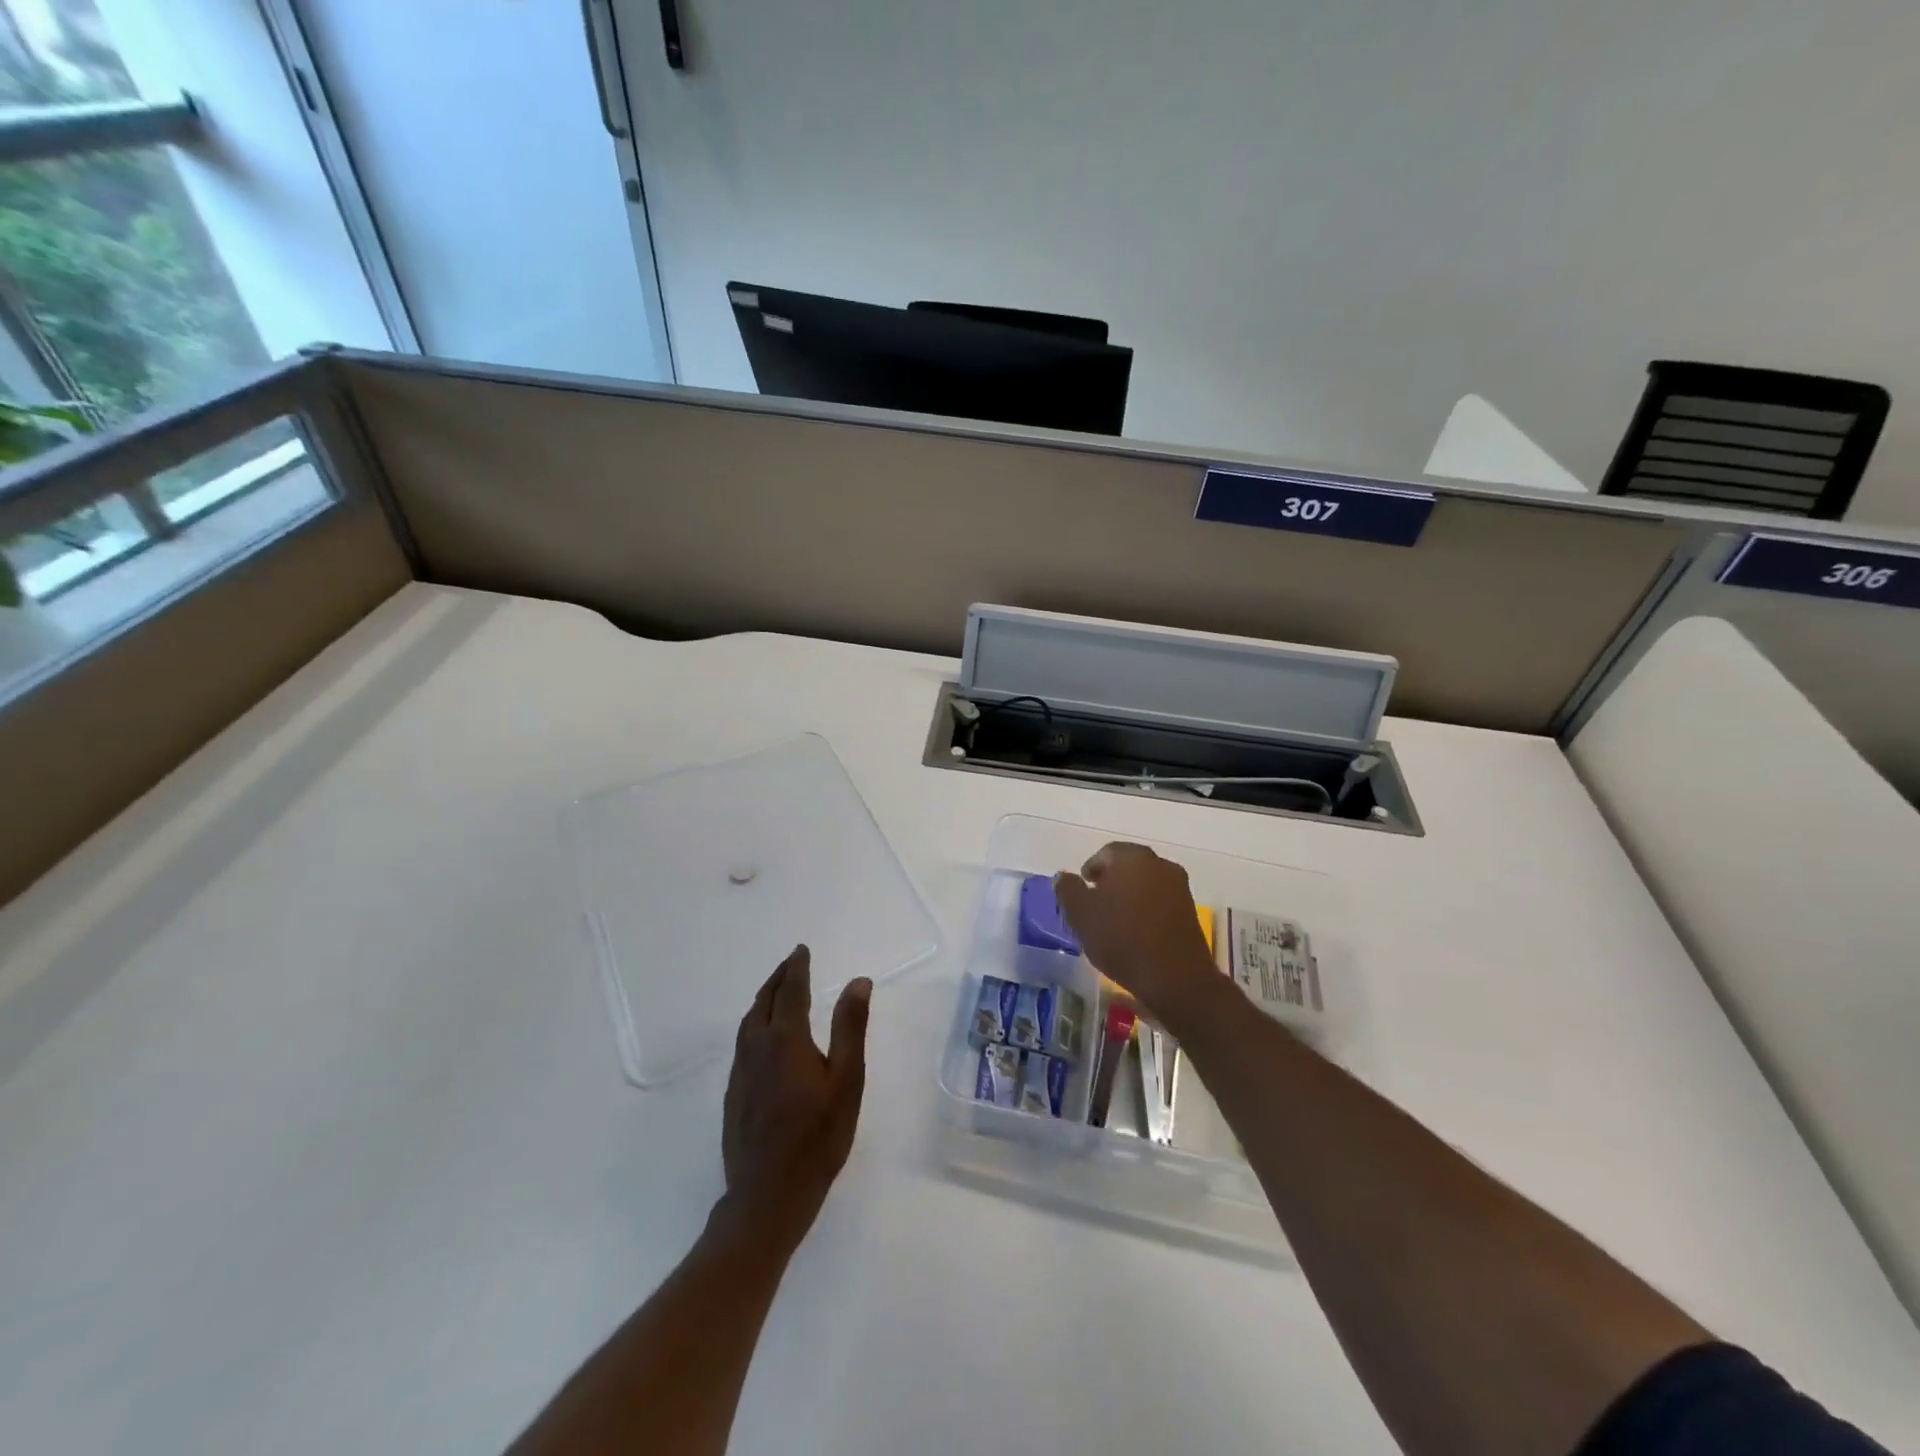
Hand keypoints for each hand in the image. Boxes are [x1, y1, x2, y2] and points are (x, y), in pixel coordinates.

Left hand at [720, 946, 870, 1251]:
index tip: (801, 950)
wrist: (767, 1196)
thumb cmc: (817, 1138)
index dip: (796, 967)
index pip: (790, 991)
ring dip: (763, 1000)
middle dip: (777, 979)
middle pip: (763, 1002)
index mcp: (785, 1039)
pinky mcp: (733, 1095)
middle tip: (790, 964)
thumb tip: (858, 981)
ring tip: (776, 992)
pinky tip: (763, 1038)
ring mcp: (740, 1073)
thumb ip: (850, 1027)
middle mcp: (756, 1048)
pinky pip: (743, 1044)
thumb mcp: (846, 1080)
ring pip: (749, 1023)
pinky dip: (755, 1024)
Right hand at [1054, 843, 1221, 1025]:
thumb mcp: (1080, 914)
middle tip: (1096, 903)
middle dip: (1111, 881)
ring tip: (1115, 920)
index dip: (1091, 869)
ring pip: (1147, 883)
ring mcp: (1179, 887)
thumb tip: (1062, 876)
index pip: (1106, 853)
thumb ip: (1068, 889)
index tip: (1082, 889)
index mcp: (1132, 857)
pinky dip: (1147, 909)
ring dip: (1130, 895)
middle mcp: (1159, 864)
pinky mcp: (1190, 911)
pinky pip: (1161, 901)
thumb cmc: (1121, 938)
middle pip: (1129, 865)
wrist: (1174, 977)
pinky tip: (1136, 931)